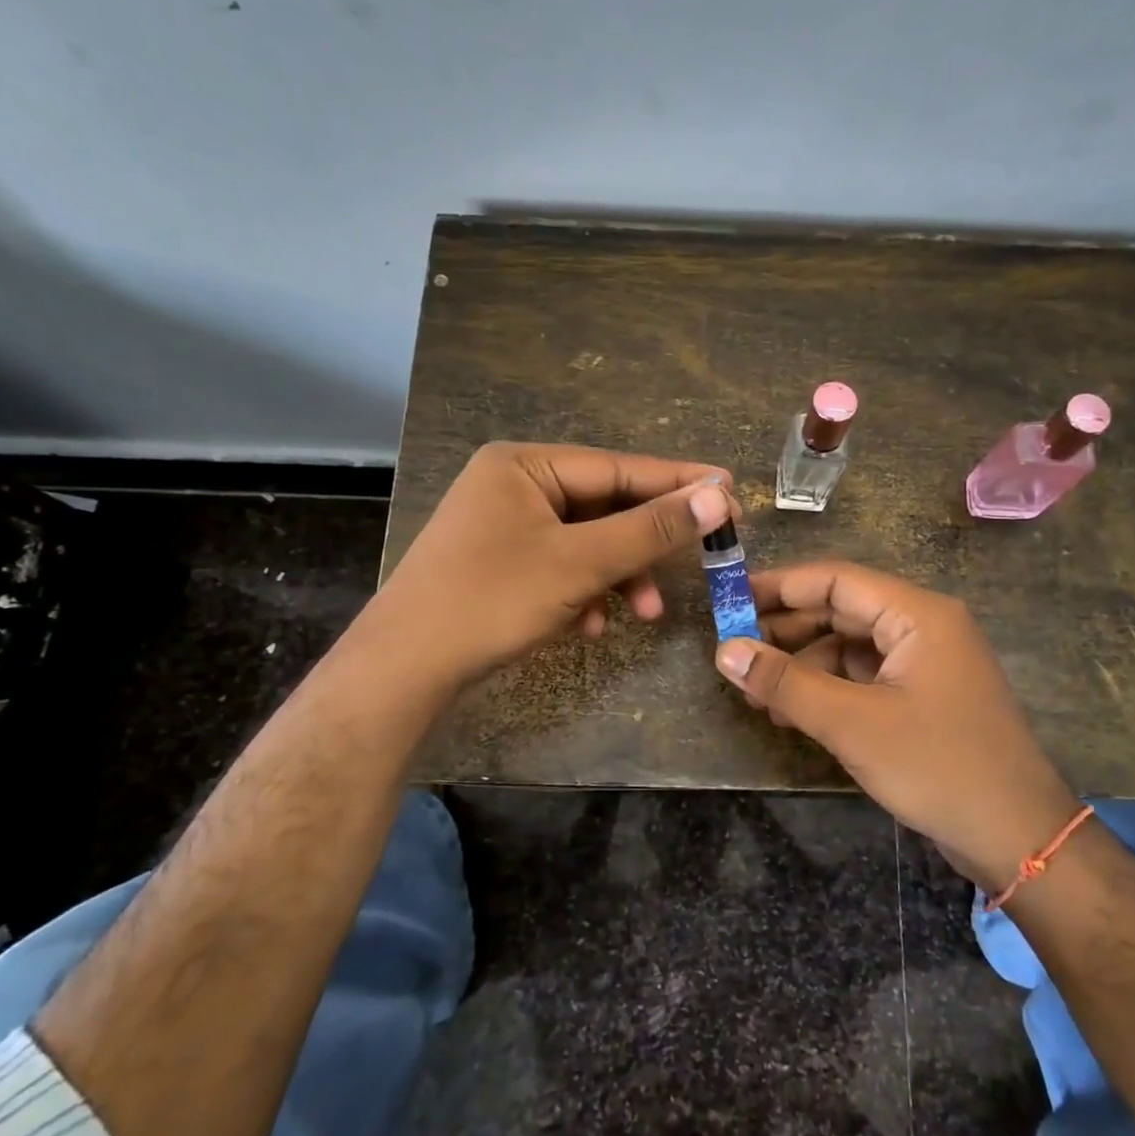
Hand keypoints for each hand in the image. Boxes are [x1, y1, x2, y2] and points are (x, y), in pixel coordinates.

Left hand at [378, 442, 735, 687]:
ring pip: (585, 543)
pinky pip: (560, 568)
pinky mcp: (500, 565)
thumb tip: (719, 495)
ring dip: (617, 577)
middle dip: (644, 546)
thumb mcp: (579, 563)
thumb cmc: (490, 601)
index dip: (678, 482)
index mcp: (524, 464)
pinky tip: (589, 626)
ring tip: (644, 615)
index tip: (731, 491)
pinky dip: (583, 593)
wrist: (403, 670)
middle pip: (604, 507)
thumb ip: (651, 528)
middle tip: (699, 562)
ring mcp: (503, 526)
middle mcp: (513, 485)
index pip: (619, 467)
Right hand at [715, 561, 1079, 892]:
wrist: (1018, 839)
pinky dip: (826, 689)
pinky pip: (863, 677)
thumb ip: (786, 682)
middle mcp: (923, 627)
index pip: (836, 580)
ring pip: (848, 647)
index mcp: (917, 614)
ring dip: (802, 666)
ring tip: (756, 694)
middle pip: (841, 611)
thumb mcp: (853, 723)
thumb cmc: (938, 767)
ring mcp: (924, 663)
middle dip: (786, 632)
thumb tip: (725, 650)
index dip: (780, 586)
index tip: (729, 600)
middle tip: (734, 653)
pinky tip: (791, 713)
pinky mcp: (922, 697)